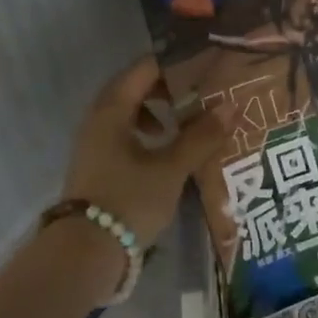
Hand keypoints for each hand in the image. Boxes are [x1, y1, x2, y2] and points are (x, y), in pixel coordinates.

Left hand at [61, 56, 228, 246]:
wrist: (85, 254)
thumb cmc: (129, 200)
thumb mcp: (172, 168)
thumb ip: (202, 135)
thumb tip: (233, 104)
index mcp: (112, 109)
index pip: (145, 68)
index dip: (176, 63)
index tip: (206, 64)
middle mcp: (98, 118)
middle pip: (135, 86)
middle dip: (169, 87)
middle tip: (201, 91)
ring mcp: (94, 142)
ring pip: (128, 111)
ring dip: (157, 110)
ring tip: (184, 122)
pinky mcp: (97, 163)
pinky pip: (124, 132)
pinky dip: (147, 131)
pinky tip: (165, 151)